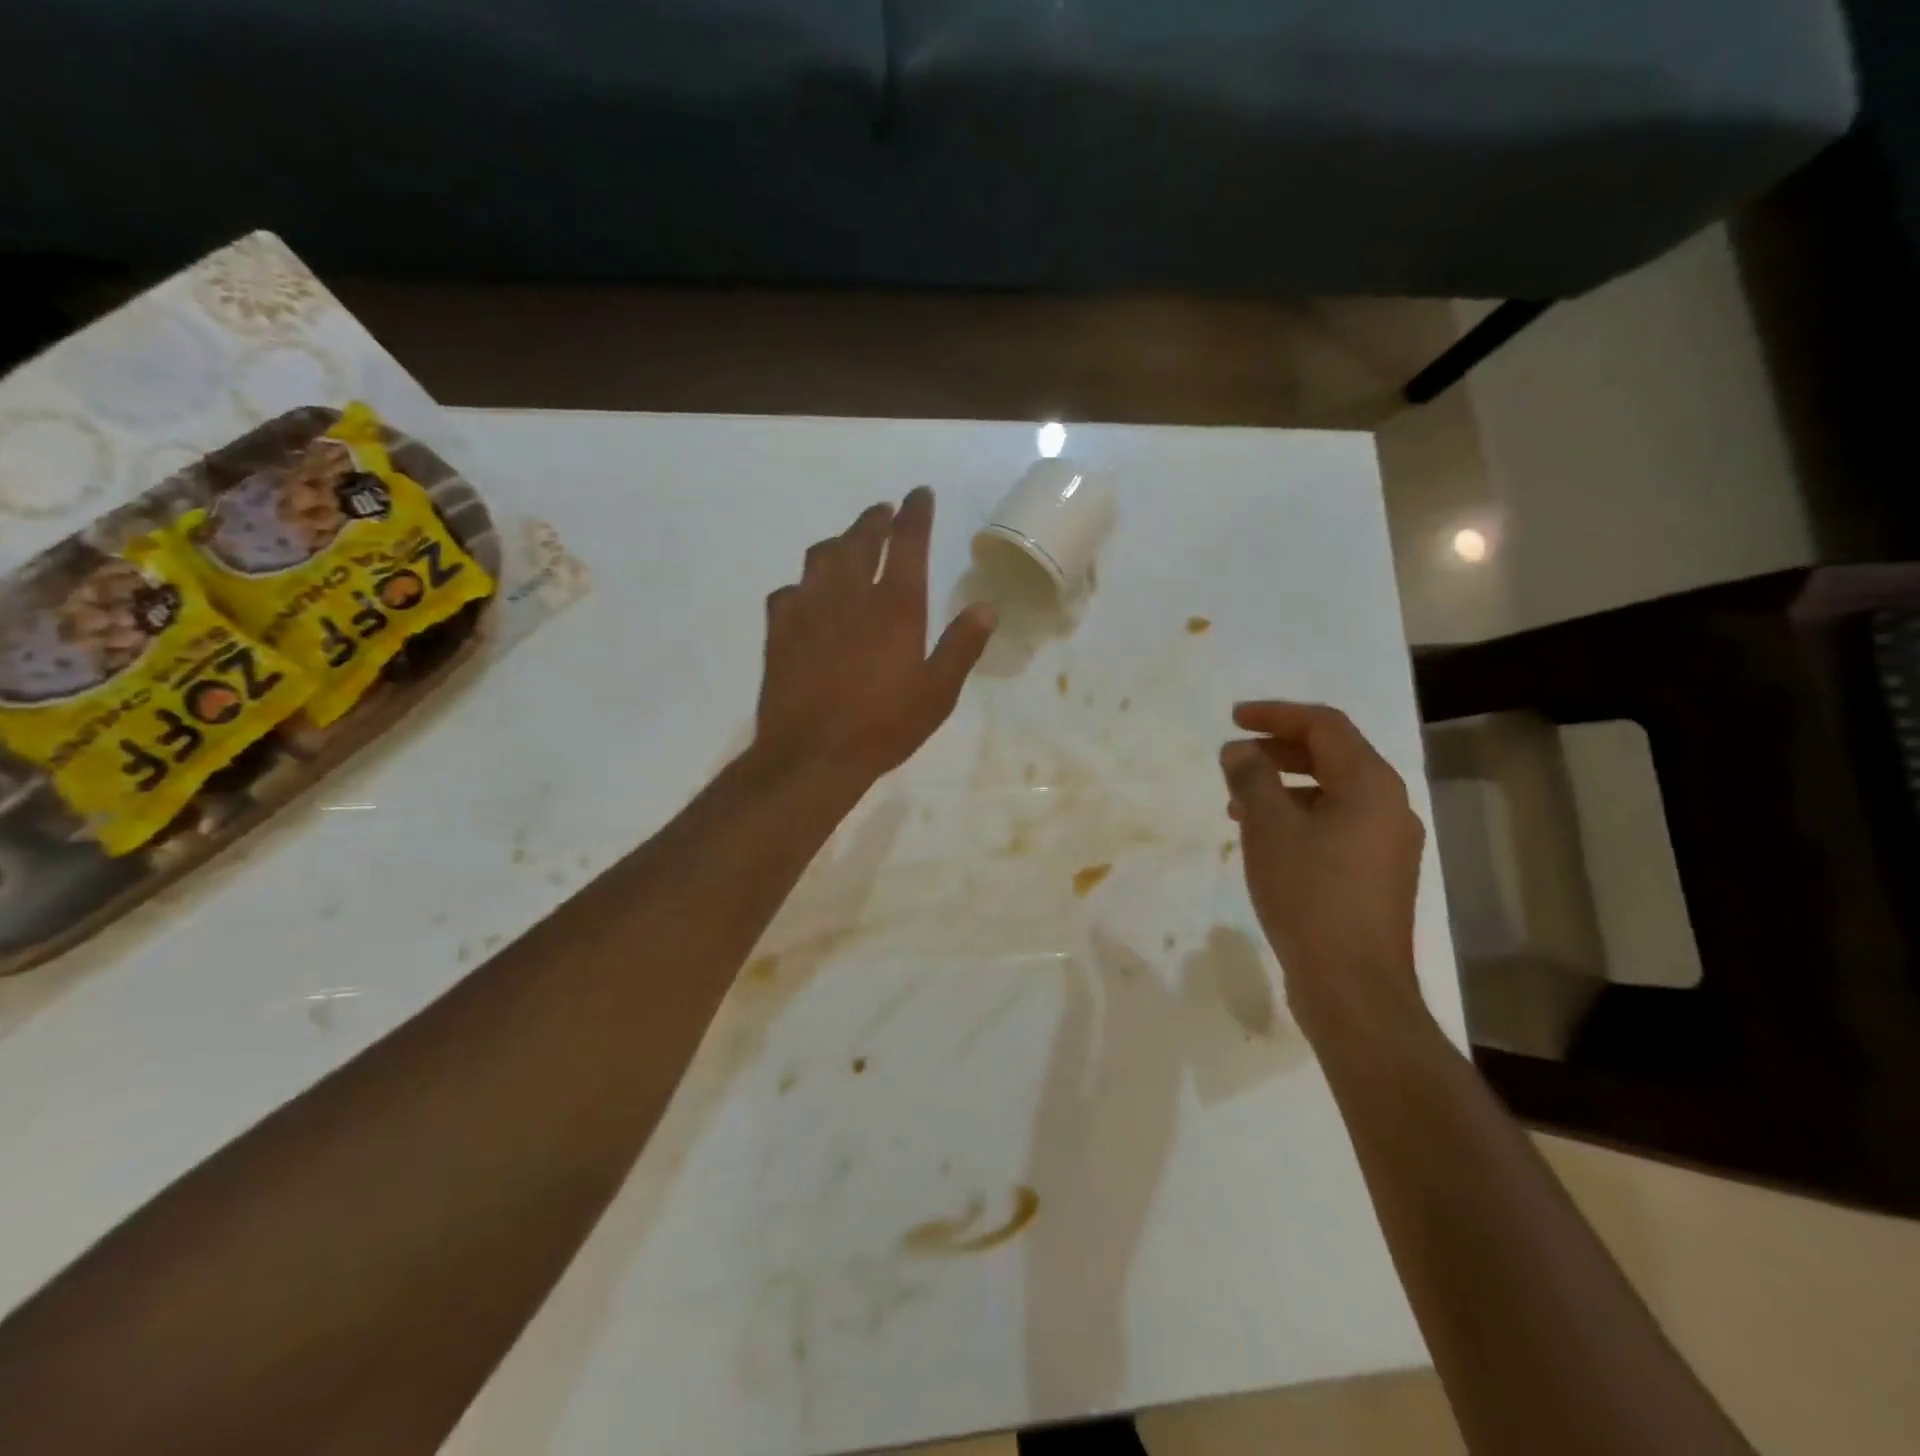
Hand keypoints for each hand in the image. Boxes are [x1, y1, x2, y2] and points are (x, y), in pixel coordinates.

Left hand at [757, 488, 995, 785]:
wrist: (812, 754)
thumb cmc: (884, 726)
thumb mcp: (937, 693)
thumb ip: (962, 646)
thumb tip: (986, 607)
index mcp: (895, 606)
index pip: (908, 542)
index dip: (915, 513)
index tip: (919, 494)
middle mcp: (850, 594)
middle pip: (861, 539)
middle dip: (875, 519)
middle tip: (884, 512)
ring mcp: (808, 608)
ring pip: (821, 556)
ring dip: (839, 542)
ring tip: (848, 544)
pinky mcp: (779, 629)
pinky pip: (789, 590)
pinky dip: (803, 584)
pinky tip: (807, 595)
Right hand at [1220, 701, 1427, 1038]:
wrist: (1352, 986)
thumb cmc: (1309, 895)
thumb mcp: (1269, 828)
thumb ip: (1251, 777)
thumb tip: (1239, 750)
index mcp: (1371, 785)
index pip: (1325, 726)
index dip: (1276, 714)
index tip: (1234, 718)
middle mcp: (1389, 806)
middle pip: (1332, 756)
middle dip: (1278, 749)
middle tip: (1234, 757)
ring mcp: (1387, 843)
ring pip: (1333, 792)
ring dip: (1285, 785)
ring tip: (1238, 800)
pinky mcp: (1376, 874)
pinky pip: (1336, 824)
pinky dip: (1299, 815)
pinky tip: (1266, 838)